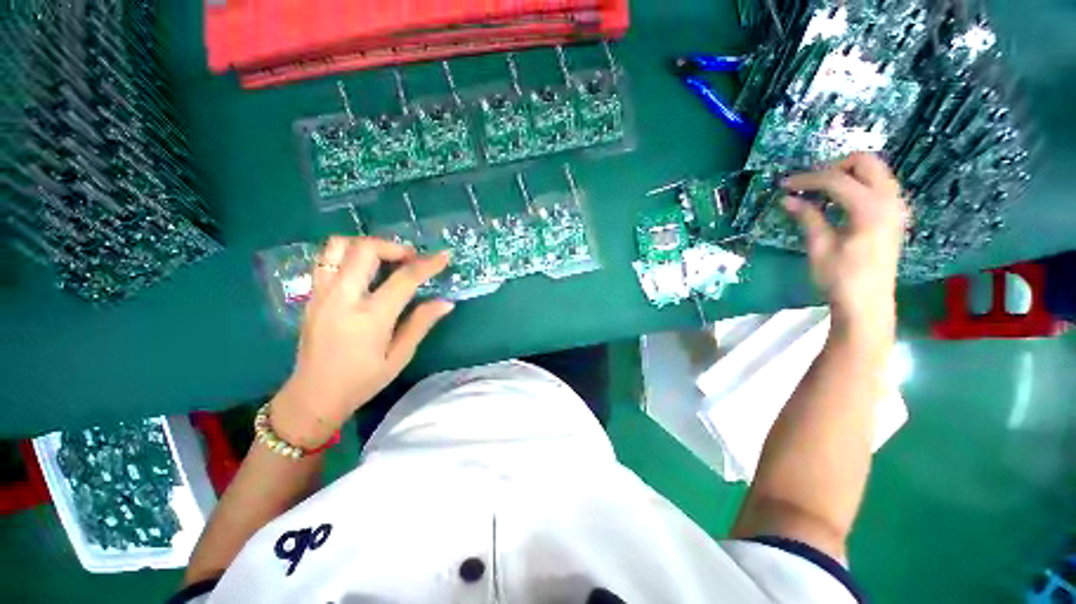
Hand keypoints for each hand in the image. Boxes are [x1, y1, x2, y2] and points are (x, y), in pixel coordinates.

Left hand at [271, 237, 453, 447]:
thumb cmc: (362, 380)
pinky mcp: (311, 295)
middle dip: (394, 247)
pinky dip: (349, 254)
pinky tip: (364, 270)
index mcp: (370, 317)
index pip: (404, 278)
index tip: (443, 256)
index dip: (427, 264)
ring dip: (368, 245)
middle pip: (366, 250)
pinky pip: (327, 259)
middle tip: (411, 258)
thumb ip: (421, 323)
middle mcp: (343, 298)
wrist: (313, 395)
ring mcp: (322, 293)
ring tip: (386, 259)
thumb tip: (446, 302)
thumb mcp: (400, 356)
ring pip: (339, 246)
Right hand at [782, 153, 906, 337]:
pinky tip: (837, 202)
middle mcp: (890, 200)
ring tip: (819, 192)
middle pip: (866, 162)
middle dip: (834, 167)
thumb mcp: (819, 247)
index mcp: (870, 209)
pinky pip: (878, 185)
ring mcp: (896, 207)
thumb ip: (807, 218)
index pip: (836, 179)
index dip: (807, 179)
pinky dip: (856, 185)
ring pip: (874, 171)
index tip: (784, 185)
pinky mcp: (894, 215)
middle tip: (808, 185)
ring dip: (846, 174)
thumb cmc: (840, 279)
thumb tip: (787, 199)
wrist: (867, 304)